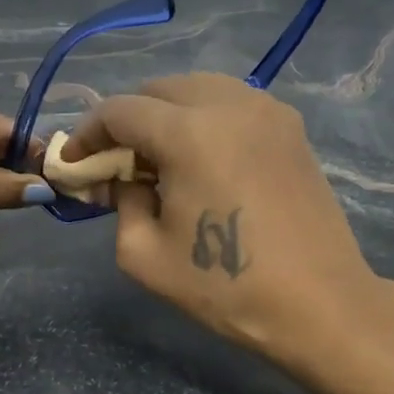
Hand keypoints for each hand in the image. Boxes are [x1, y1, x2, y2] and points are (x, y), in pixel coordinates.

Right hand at [61, 74, 386, 368]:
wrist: (318, 304)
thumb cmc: (225, 287)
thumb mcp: (144, 256)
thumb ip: (121, 204)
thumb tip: (127, 179)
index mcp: (189, 133)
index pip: (121, 111)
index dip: (88, 133)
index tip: (74, 161)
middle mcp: (230, 105)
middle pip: (159, 89)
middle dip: (127, 120)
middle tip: (116, 162)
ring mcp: (268, 111)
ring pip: (199, 88)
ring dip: (166, 114)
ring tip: (158, 159)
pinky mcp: (291, 128)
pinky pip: (233, 103)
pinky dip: (204, 118)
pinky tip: (201, 159)